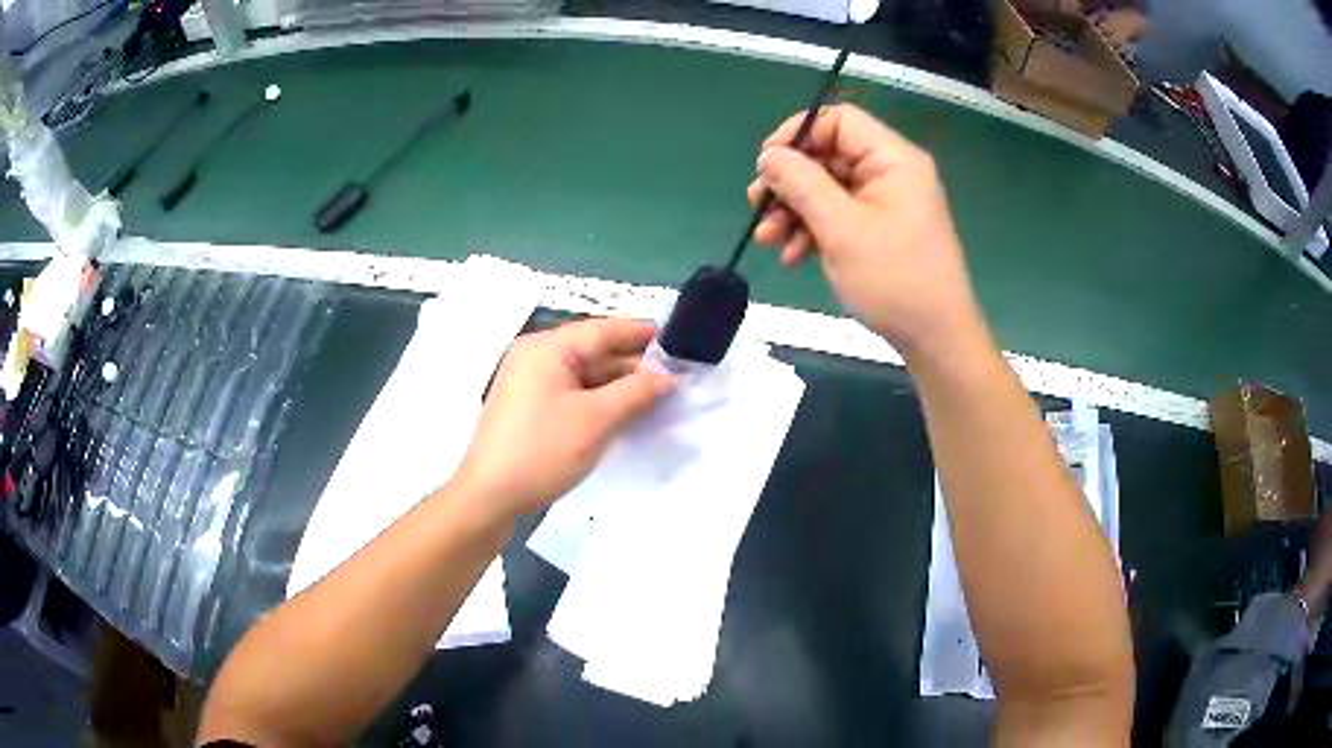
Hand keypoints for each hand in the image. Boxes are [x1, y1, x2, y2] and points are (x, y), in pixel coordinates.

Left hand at [454, 318, 676, 517]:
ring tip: (659, 397)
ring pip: (584, 375)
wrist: (490, 497)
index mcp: (547, 348)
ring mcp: (529, 384)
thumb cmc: (542, 450)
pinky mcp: (529, 409)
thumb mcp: (596, 419)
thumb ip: (636, 391)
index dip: (641, 334)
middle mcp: (535, 357)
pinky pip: (572, 394)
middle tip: (676, 376)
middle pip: (593, 351)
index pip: (603, 330)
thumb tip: (668, 375)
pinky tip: (626, 413)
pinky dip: (599, 400)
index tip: (678, 340)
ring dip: (619, 385)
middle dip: (633, 364)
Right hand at [747, 104, 983, 358]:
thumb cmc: (894, 279)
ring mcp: (887, 203)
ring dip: (795, 211)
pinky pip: (840, 215)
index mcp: (892, 159)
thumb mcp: (841, 228)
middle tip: (758, 208)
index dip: (798, 135)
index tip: (767, 165)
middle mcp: (891, 173)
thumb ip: (801, 184)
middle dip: (790, 183)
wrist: (935, 339)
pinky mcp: (881, 230)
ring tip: (769, 240)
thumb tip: (768, 156)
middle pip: (829, 156)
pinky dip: (814, 230)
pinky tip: (793, 256)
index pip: (838, 120)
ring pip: (829, 189)